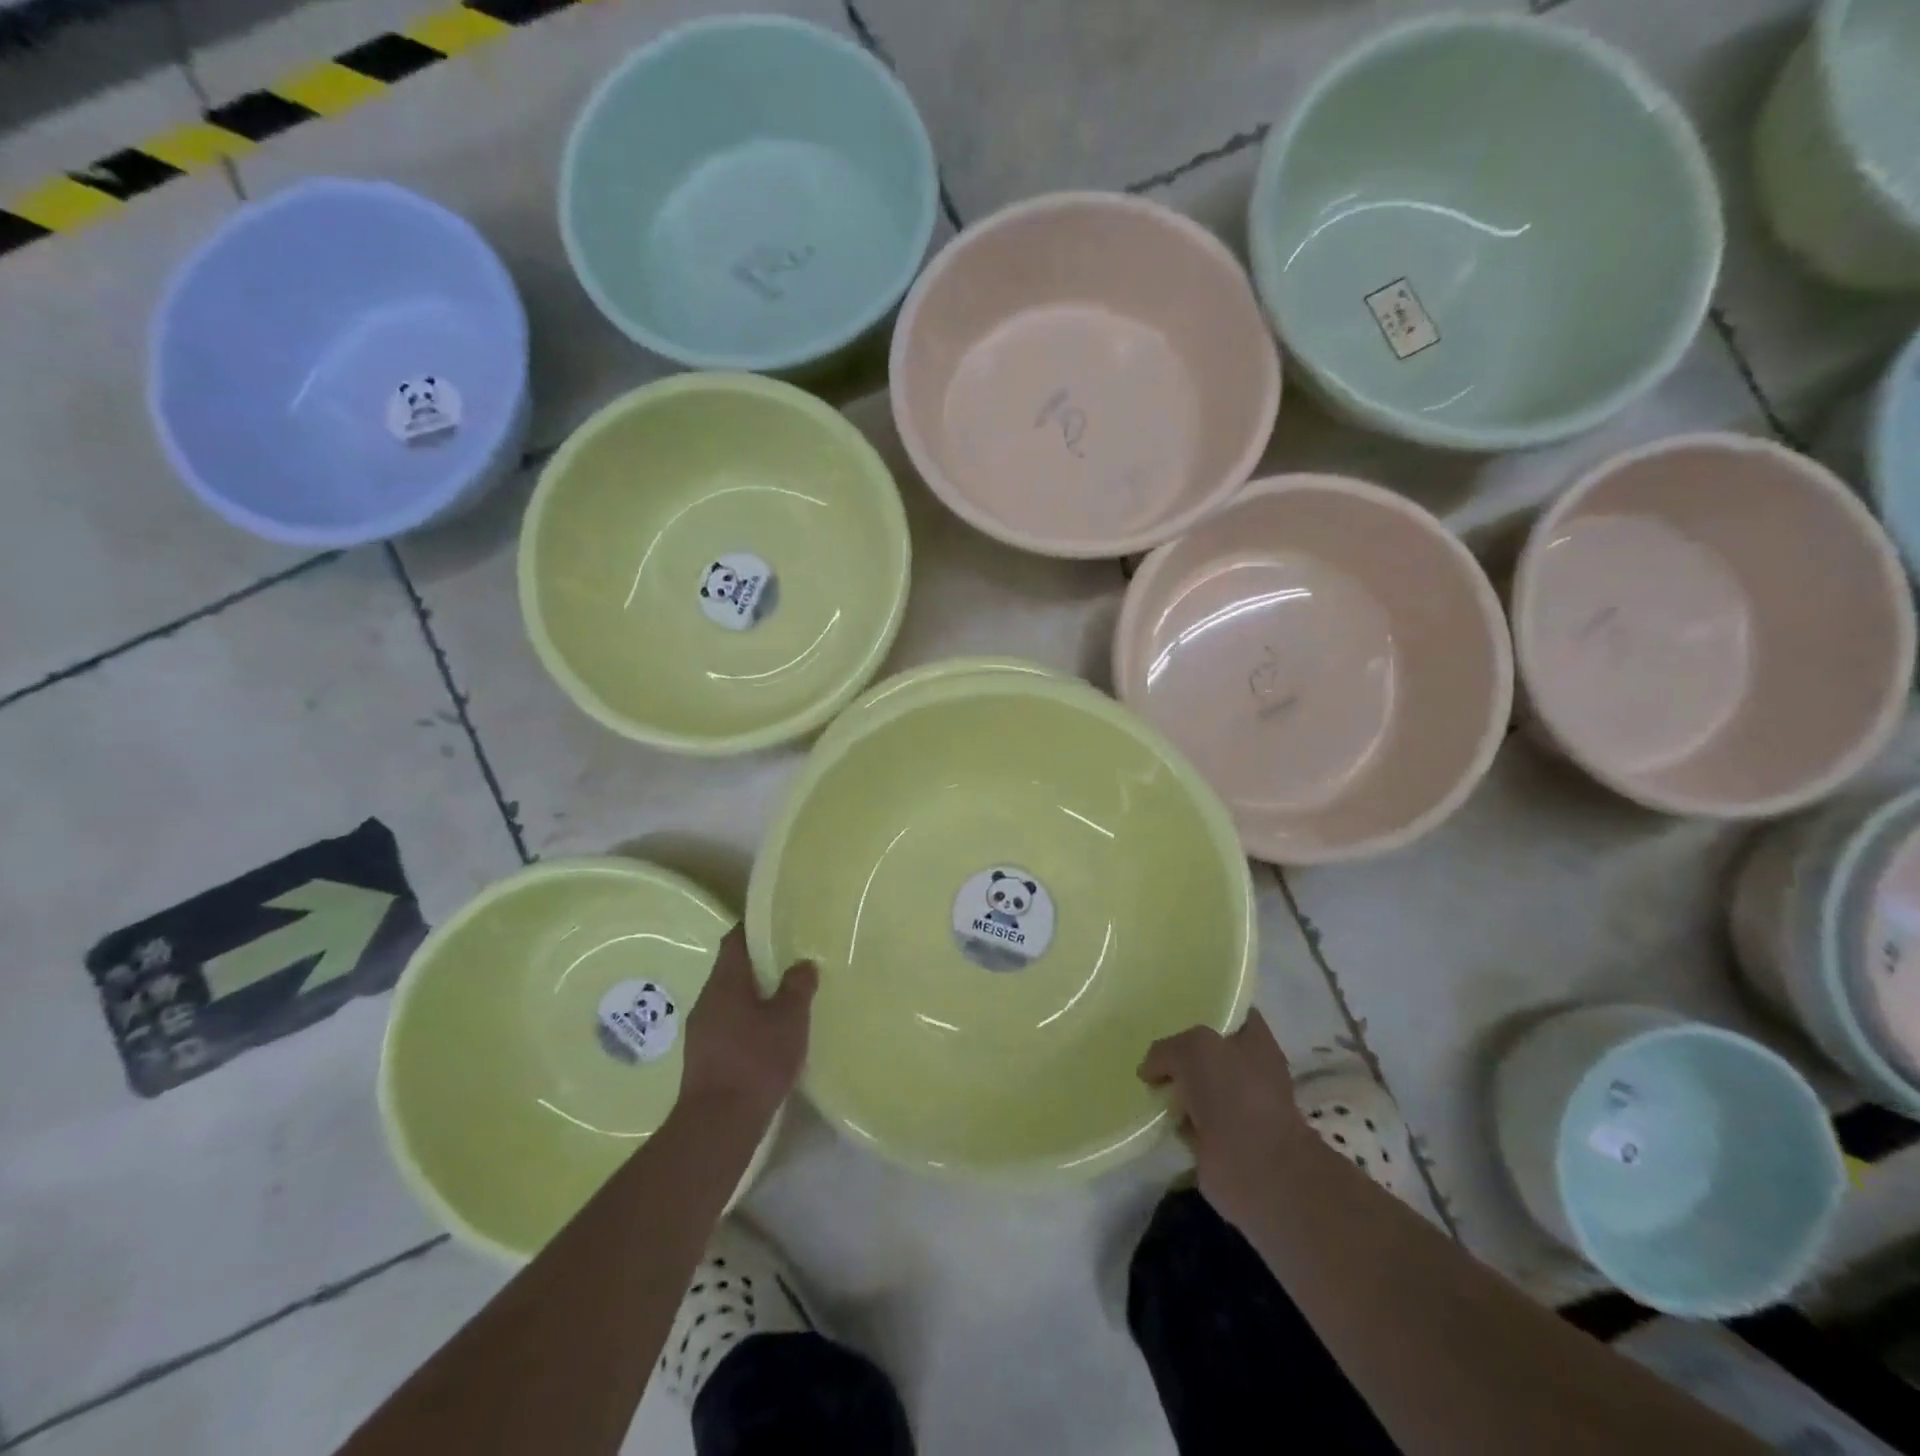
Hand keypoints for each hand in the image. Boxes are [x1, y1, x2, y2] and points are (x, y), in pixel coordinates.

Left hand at [681, 926, 817, 1117]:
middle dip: (759, 965)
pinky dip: (748, 1022)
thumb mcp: (789, 1019)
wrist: (718, 1123)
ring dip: (754, 996)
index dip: (754, 929)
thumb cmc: (756, 1060)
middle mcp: (707, 1000)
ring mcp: (701, 1030)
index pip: (735, 940)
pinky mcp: (704, 1057)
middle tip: (790, 962)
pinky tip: (770, 1035)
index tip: (776, 924)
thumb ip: (797, 987)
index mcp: (724, 982)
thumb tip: (803, 964)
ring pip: (730, 1000)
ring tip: (785, 998)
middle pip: (732, 970)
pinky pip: (728, 1025)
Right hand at [1140, 1011, 1311, 1229]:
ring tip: (1141, 1080)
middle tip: (1148, 1046)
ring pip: (1195, 1086)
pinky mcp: (1219, 1141)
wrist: (1254, 1168)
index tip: (1174, 1009)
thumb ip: (1166, 1049)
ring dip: (1173, 1088)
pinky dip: (1171, 1120)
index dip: (1206, 1007)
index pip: (1231, 1012)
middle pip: (1208, 1050)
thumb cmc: (1234, 1094)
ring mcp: (1236, 1108)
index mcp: (1254, 1041)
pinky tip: (1148, 1113)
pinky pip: (1187, 1120)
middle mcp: (1248, 1070)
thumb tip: (1150, 1070)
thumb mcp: (1193, 1049)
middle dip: (1180, 1051)